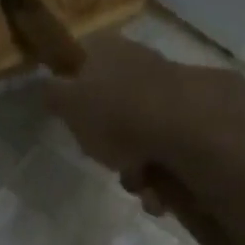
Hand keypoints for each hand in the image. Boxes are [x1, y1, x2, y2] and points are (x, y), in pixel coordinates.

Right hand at [37, 35, 231, 210]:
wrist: (184, 127)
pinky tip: (159, 193)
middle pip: (114, 111)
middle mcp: (140, 64)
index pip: (83, 64)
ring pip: (141, 138)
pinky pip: (168, 154)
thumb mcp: (69, 104)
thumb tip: (47, 86)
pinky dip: (161, 178)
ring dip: (136, 171)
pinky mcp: (197, 121)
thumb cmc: (116, 113)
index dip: (77, 97)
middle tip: (109, 162)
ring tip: (141, 185)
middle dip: (110, 148)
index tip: (78, 125)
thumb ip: (53, 95)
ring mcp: (171, 92)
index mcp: (107, 51)